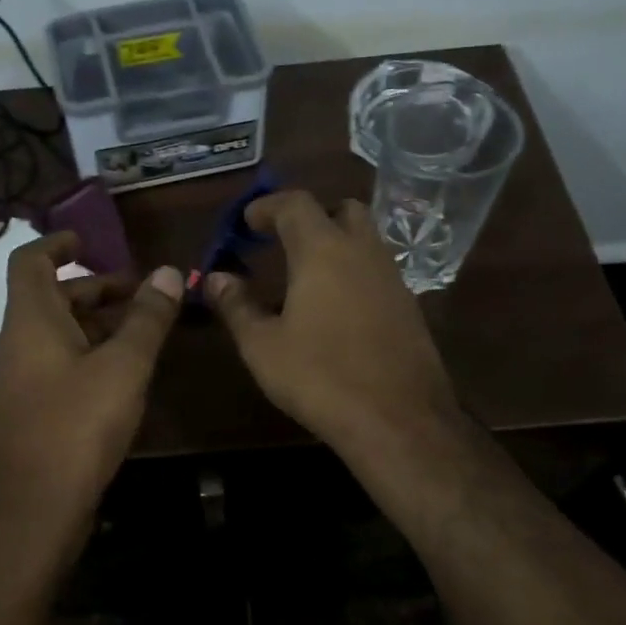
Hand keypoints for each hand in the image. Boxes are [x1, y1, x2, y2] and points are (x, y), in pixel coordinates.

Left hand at [0, 232, 182, 522]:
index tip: (90, 239)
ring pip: (54, 335)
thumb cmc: (77, 426)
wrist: (33, 510)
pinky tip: (119, 375)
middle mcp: (14, 344)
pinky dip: (84, 354)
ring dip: (93, 324)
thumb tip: (168, 272)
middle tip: (139, 292)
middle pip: (49, 299)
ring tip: (139, 331)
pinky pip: (53, 364)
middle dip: (93, 288)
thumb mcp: (123, 366)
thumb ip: (147, 318)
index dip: (57, 243)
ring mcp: (16, 380)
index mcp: (29, 321)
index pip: (30, 261)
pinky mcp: (25, 411)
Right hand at [206, 191, 465, 460]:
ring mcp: (392, 278)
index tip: (246, 220)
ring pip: (365, 239)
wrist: (398, 420)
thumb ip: (237, 305)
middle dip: (310, 216)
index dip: (267, 205)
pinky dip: (353, 271)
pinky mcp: (409, 306)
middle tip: (282, 240)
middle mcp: (363, 252)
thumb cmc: (320, 377)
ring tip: (305, 275)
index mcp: (323, 251)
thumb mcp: (263, 345)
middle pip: (341, 209)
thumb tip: (216, 278)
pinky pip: (377, 270)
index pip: (295, 204)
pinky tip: (335, 307)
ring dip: (335, 243)